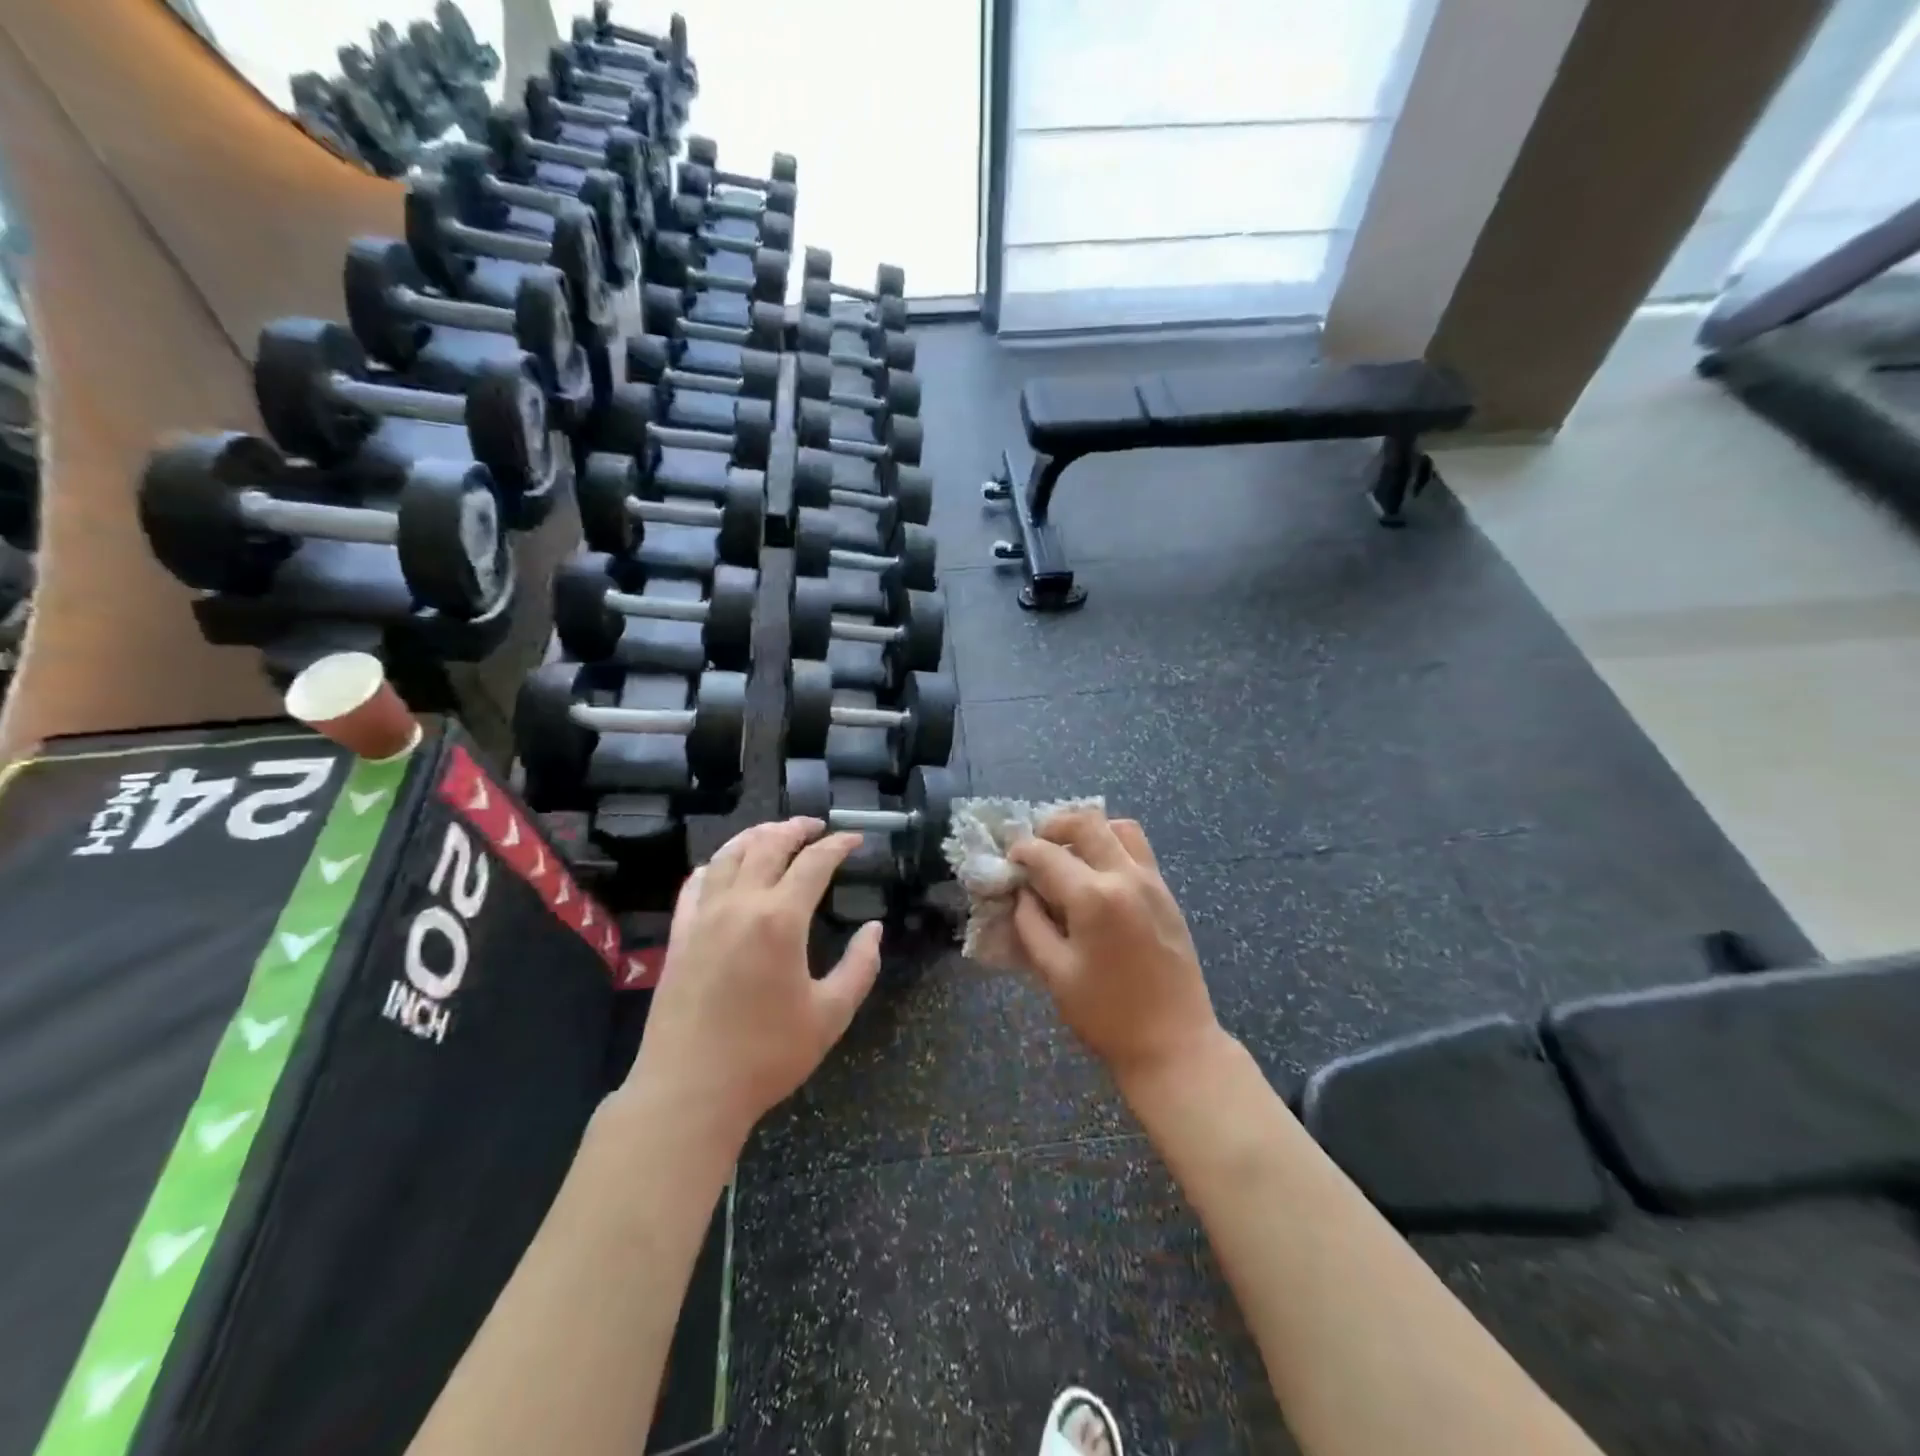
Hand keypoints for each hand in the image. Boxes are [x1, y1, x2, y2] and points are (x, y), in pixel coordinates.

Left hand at [625, 819, 882, 1146]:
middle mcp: (739, 905)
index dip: (838, 845)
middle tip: (816, 826)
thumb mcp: (831, 1015)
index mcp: (780, 919)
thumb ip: (860, 967)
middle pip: (768, 845)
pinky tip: (722, 867)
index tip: (855, 839)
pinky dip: (714, 865)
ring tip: (775, 832)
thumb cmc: (766, 1055)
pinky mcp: (679, 936)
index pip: (814, 863)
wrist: (689, 1091)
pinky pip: (695, 884)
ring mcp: (703, 917)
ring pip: (728, 856)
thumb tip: (874, 929)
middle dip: (796, 828)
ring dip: (755, 836)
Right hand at [1009, 810, 1224, 1088]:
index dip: (1021, 851)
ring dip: (1088, 831)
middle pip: (1086, 822)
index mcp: (1094, 897)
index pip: (1046, 853)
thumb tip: (1023, 893)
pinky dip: (1112, 845)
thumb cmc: (1107, 1014)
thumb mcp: (1055, 972)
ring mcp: (1152, 881)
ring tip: (1068, 855)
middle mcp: (1125, 876)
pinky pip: (1137, 849)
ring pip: (1119, 827)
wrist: (1174, 1043)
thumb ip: (1031, 924)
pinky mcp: (1166, 893)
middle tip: (1035, 848)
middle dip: (1052, 826)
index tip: (1008, 861)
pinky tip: (1096, 875)